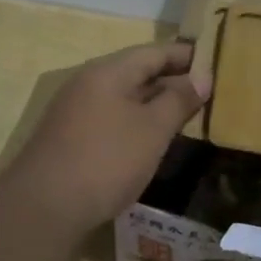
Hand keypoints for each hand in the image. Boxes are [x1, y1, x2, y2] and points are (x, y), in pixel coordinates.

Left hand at [2, 42, 210, 237]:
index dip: (186, 56)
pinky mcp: (69, 138)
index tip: (216, 62)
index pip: (154, 52)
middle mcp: (88, 83)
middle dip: (172, 79)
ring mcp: (74, 111)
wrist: (43, 208)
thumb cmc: (106, 160)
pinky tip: (151, 139)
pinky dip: (136, 121)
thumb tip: (202, 78)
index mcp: (108, 72)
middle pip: (137, 72)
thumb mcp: (153, 129)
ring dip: (154, 102)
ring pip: (123, 97)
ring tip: (185, 114)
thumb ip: (179, 100)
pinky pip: (111, 118)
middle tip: (207, 91)